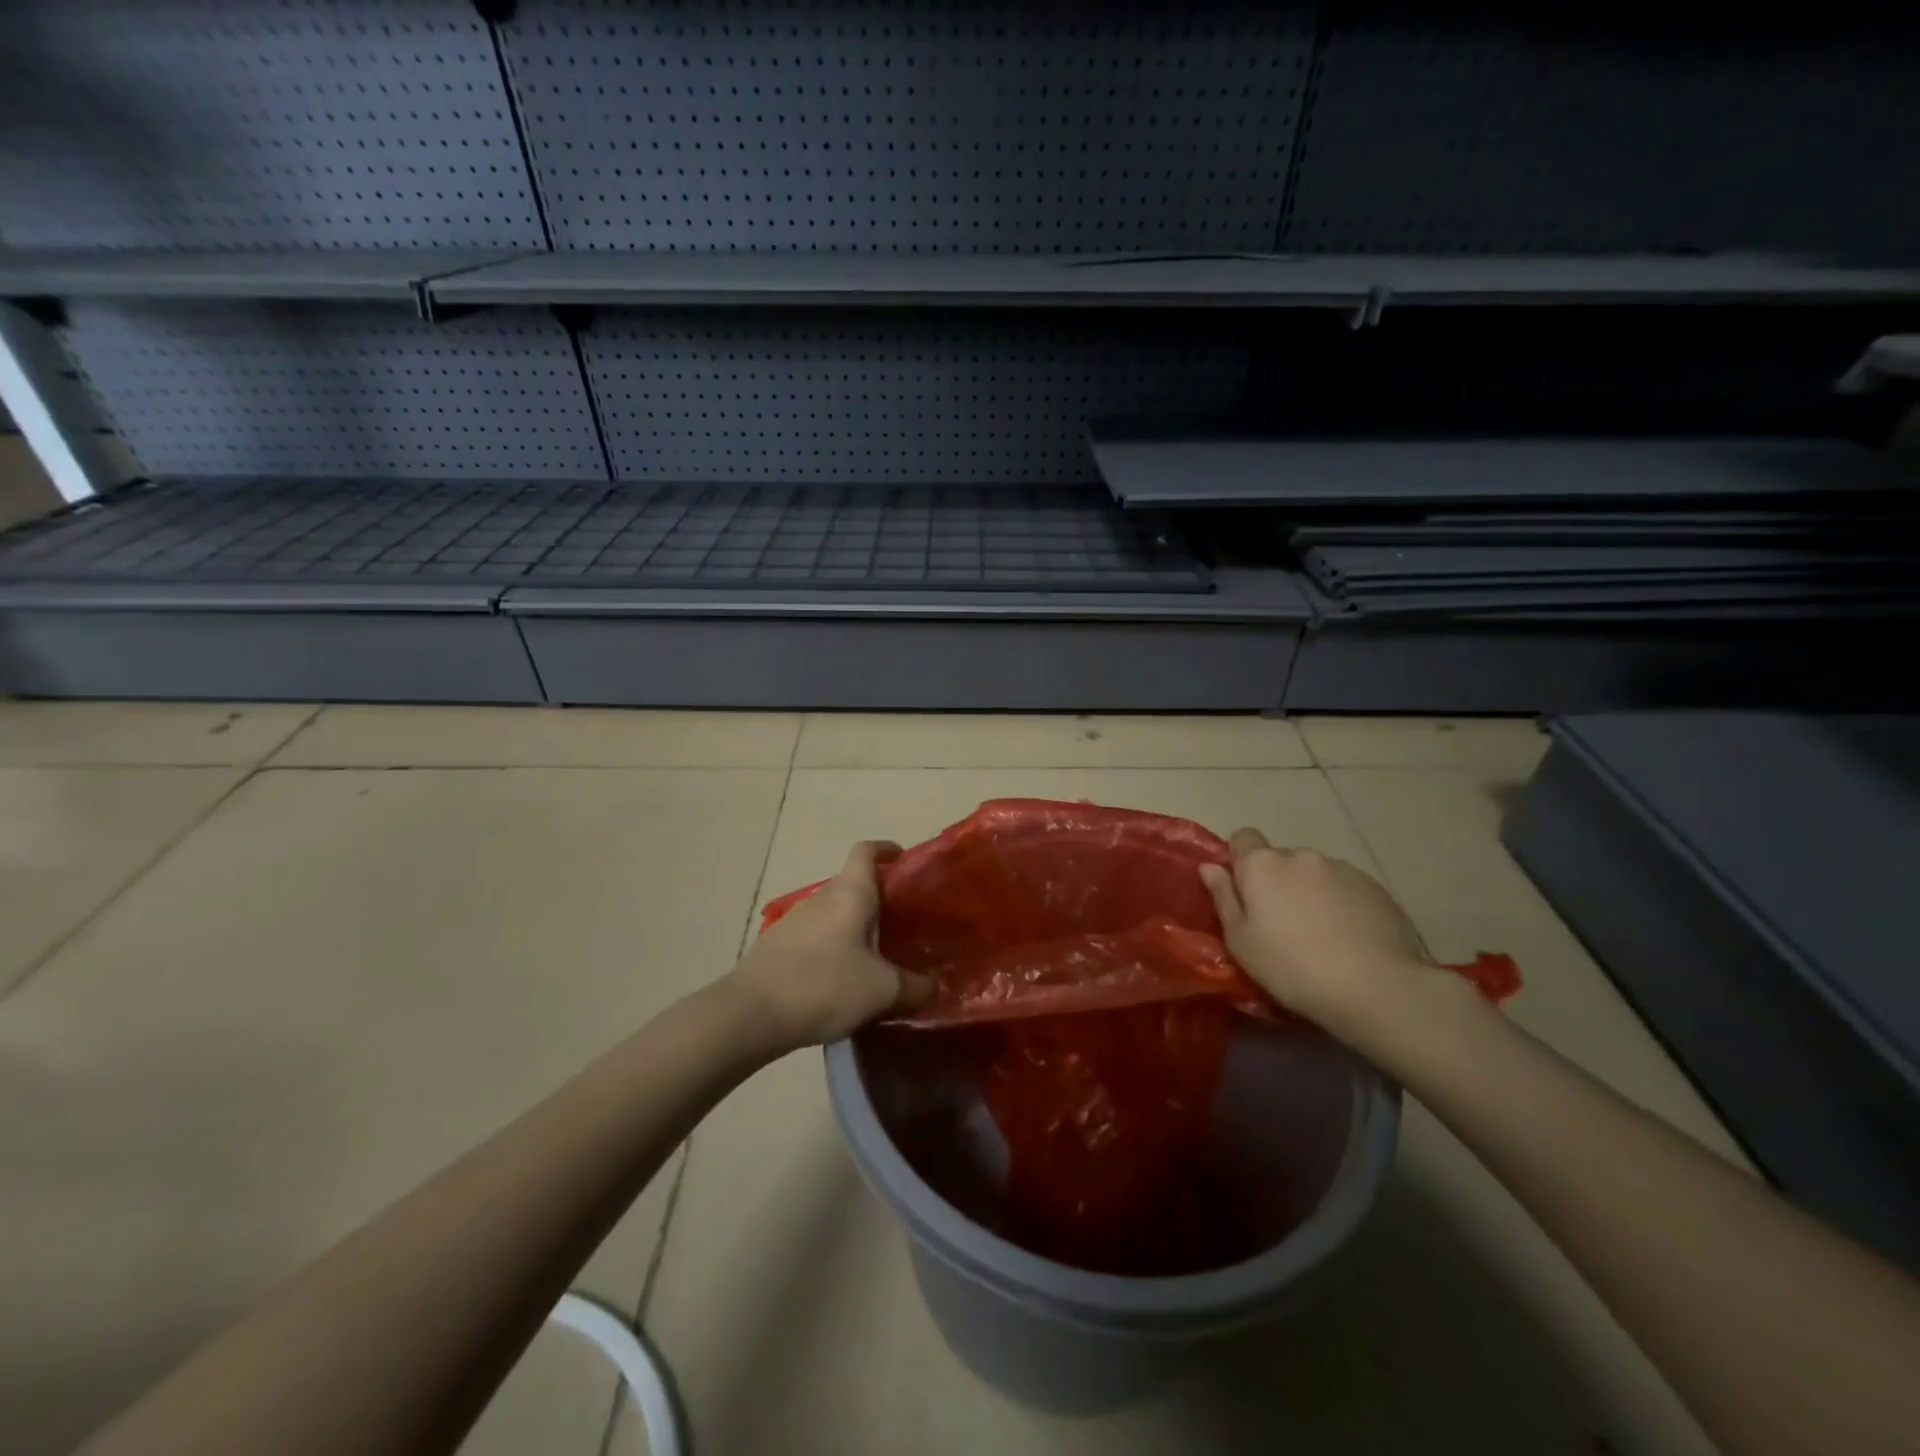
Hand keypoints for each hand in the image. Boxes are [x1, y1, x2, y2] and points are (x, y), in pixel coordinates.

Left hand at [726, 840, 931, 1051]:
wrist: (751, 1014)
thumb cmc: (825, 986)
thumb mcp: (882, 990)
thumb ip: (914, 986)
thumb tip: (933, 985)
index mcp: (850, 894)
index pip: (866, 852)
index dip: (886, 849)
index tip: (903, 860)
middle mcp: (821, 898)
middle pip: (852, 885)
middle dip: (877, 900)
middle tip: (902, 926)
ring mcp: (794, 921)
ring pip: (832, 914)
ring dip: (853, 928)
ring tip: (875, 958)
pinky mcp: (776, 947)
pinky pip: (814, 939)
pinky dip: (831, 950)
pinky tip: (839, 982)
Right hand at [1199, 828, 1448, 1033]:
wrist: (1376, 988)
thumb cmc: (1292, 967)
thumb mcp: (1241, 942)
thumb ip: (1223, 898)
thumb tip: (1210, 867)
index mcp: (1262, 865)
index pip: (1242, 837)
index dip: (1240, 860)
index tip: (1244, 892)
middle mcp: (1301, 856)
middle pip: (1280, 859)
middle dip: (1278, 882)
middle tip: (1282, 924)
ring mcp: (1342, 868)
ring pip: (1314, 874)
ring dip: (1311, 892)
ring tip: (1321, 934)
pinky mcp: (1375, 886)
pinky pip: (1346, 888)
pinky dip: (1342, 904)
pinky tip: (1350, 938)